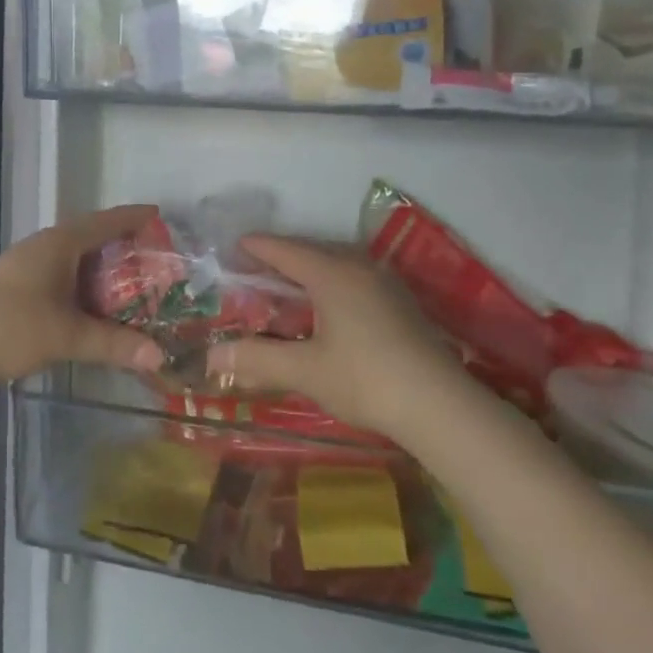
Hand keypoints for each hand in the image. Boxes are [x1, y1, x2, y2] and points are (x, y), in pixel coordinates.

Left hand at [0, 205, 166, 390]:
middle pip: (92, 238)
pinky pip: (62, 278)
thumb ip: (114, 344)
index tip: (160, 216)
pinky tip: (93, 308)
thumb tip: (160, 356)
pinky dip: (84, 287)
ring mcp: (27, 267)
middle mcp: (44, 247)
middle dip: (123, 247)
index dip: (134, 218)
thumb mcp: (66, 336)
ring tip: (133, 286)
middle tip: (156, 261)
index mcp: (59, 244)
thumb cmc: (7, 327)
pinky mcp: (17, 288)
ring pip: (75, 261)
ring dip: (102, 271)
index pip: (106, 221)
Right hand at [207, 235, 461, 438]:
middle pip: (310, 251)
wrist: (440, 405)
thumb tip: (212, 357)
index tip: (232, 248)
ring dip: (307, 270)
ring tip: (284, 287)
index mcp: (332, 273)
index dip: (256, 247)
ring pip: (335, 263)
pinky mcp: (400, 301)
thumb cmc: (366, 379)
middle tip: (251, 271)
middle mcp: (358, 266)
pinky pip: (353, 277)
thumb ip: (257, 358)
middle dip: (279, 258)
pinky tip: (325, 307)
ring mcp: (384, 282)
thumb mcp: (305, 370)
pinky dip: (330, 282)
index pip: (284, 249)